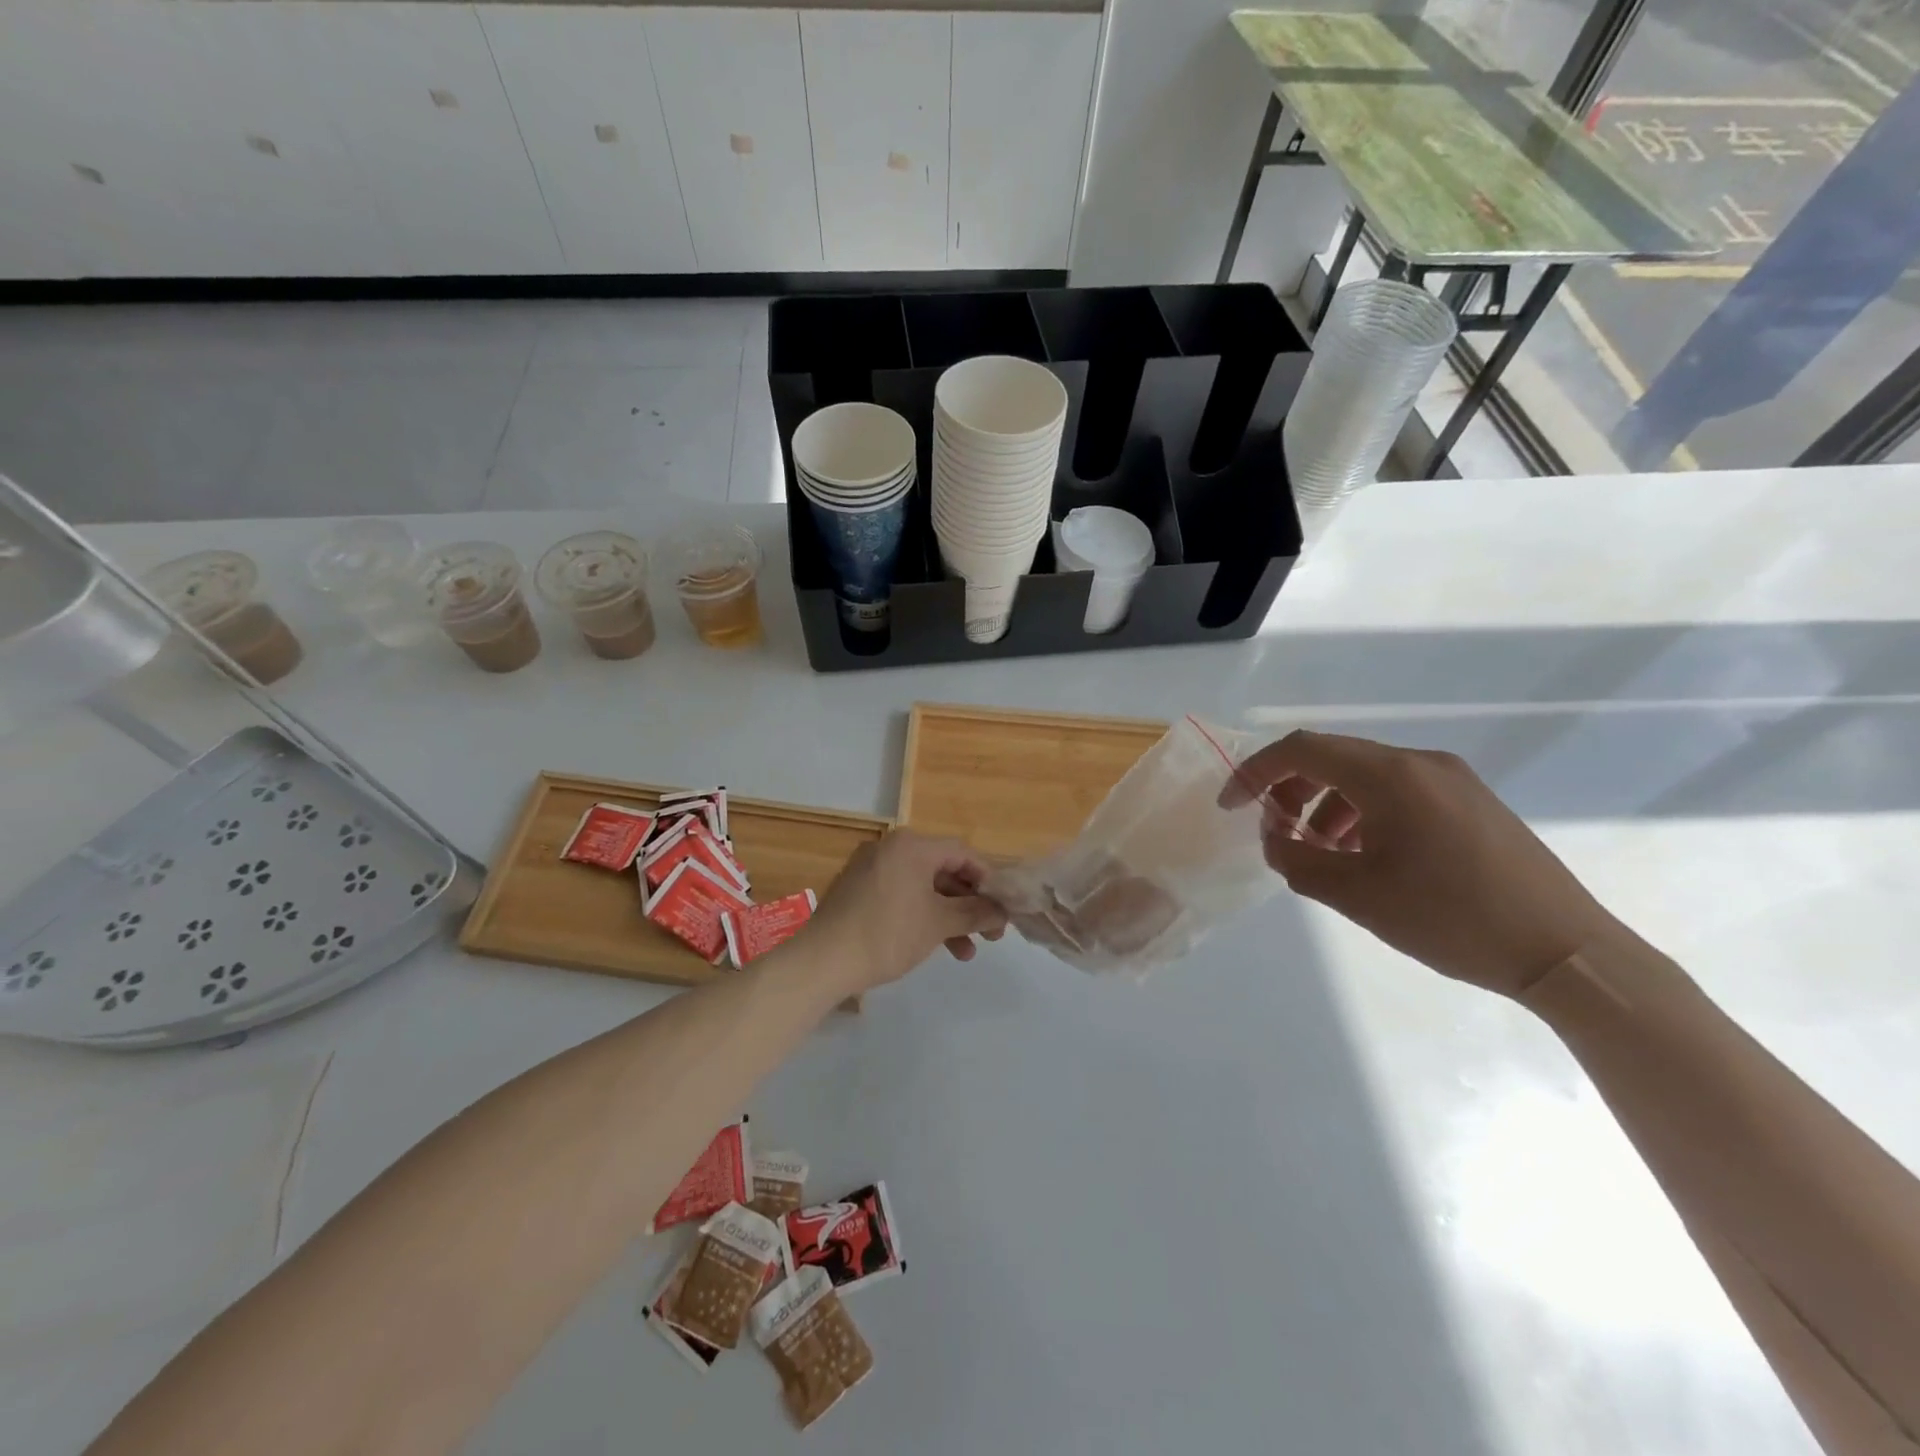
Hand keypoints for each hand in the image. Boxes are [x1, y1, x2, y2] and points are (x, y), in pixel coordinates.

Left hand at [803, 829, 1006, 993]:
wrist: (823, 960)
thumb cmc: (887, 934)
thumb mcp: (939, 924)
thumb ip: (975, 913)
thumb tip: (1002, 911)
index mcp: (912, 845)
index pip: (963, 853)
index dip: (988, 880)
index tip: (1004, 908)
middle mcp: (891, 848)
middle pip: (943, 870)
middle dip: (969, 904)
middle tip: (991, 934)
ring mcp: (872, 868)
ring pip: (923, 887)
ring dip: (947, 917)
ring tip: (965, 953)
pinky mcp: (859, 890)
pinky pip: (902, 895)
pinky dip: (921, 916)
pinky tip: (935, 945)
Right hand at [1222, 731, 1623, 997]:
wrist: (1565, 952)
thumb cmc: (1451, 919)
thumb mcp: (1357, 895)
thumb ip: (1297, 861)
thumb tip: (1275, 839)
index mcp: (1390, 775)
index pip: (1302, 750)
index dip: (1255, 772)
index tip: (1231, 806)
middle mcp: (1420, 762)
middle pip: (1333, 757)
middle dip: (1290, 789)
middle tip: (1274, 831)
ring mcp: (1451, 779)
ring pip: (1365, 775)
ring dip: (1326, 803)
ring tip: (1319, 852)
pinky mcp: (1471, 801)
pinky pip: (1398, 791)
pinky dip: (1363, 812)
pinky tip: (1365, 855)